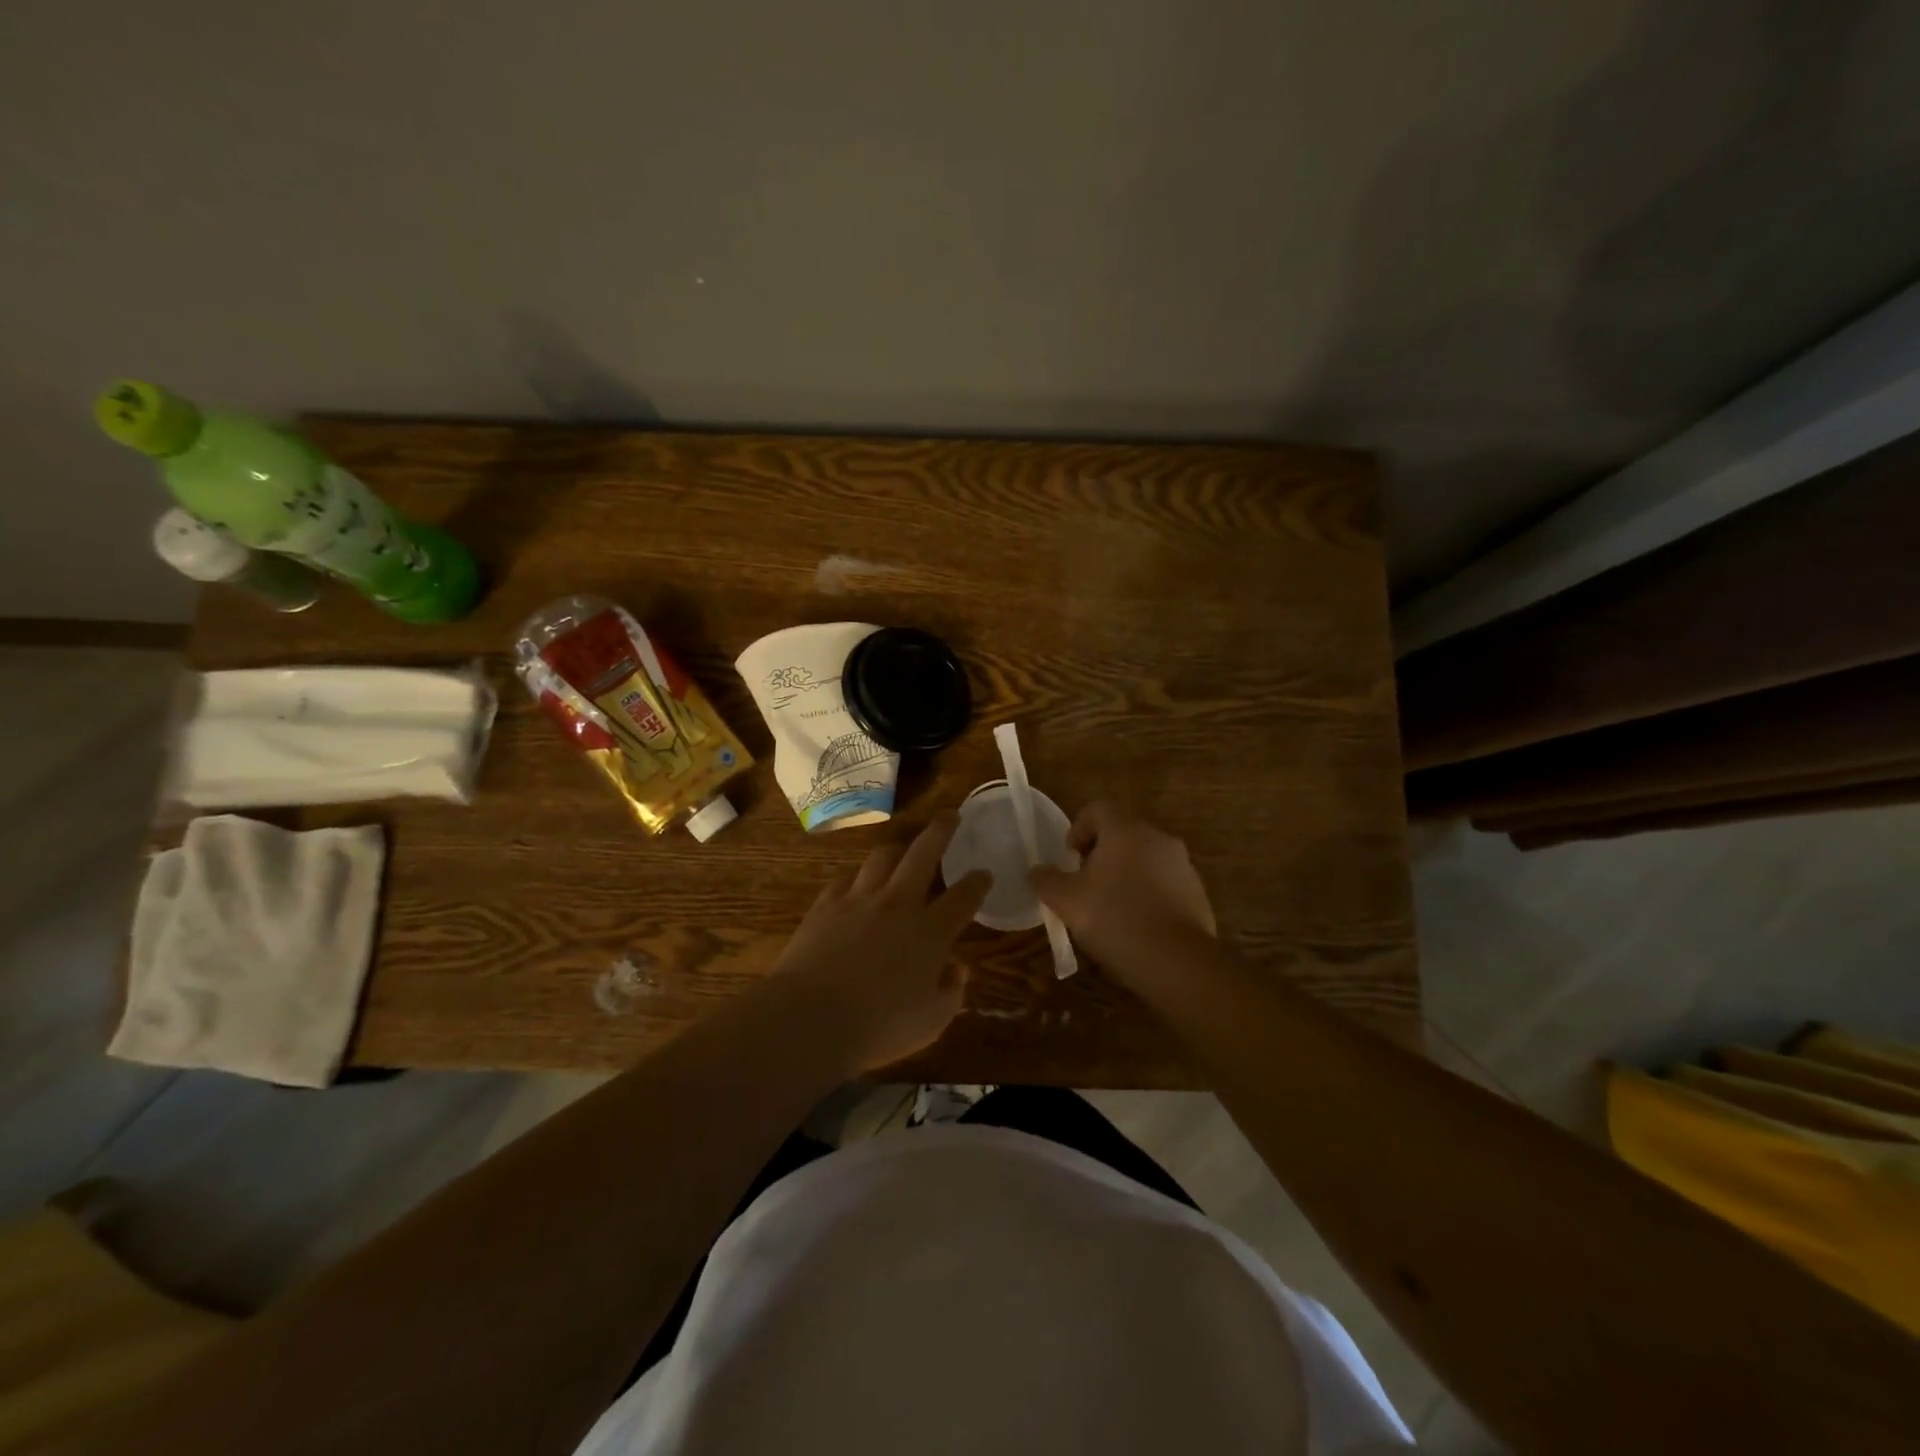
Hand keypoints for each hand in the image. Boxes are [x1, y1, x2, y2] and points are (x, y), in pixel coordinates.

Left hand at [774, 814, 991, 1071]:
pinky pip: (845, 880)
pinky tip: (856, 884)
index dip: (978, 882)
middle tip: (951, 815)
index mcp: (931, 932)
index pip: (964, 897)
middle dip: (942, 831)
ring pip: (882, 857)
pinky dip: (857, 879)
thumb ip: (950, 992)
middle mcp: (899, 904)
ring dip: (897, 849)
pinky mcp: (826, 905)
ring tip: (903, 848)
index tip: (985, 873)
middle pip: (924, 854)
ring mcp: (859, 900)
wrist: (810, 1018)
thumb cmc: (879, 1027)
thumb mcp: (931, 1022)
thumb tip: (957, 969)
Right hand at [1030, 802, 1214, 981]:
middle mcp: (1158, 838)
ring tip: (1110, 909)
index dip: (1077, 828)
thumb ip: (1046, 880)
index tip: (1069, 859)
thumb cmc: (1115, 920)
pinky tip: (1136, 925)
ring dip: (1125, 874)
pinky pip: (1164, 883)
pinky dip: (1147, 894)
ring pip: (1144, 858)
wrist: (1177, 963)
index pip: (1097, 809)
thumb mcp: (1067, 901)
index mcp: (1126, 830)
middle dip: (1100, 854)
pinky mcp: (1197, 893)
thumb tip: (1037, 871)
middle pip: (1122, 832)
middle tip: (1085, 885)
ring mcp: (1183, 865)